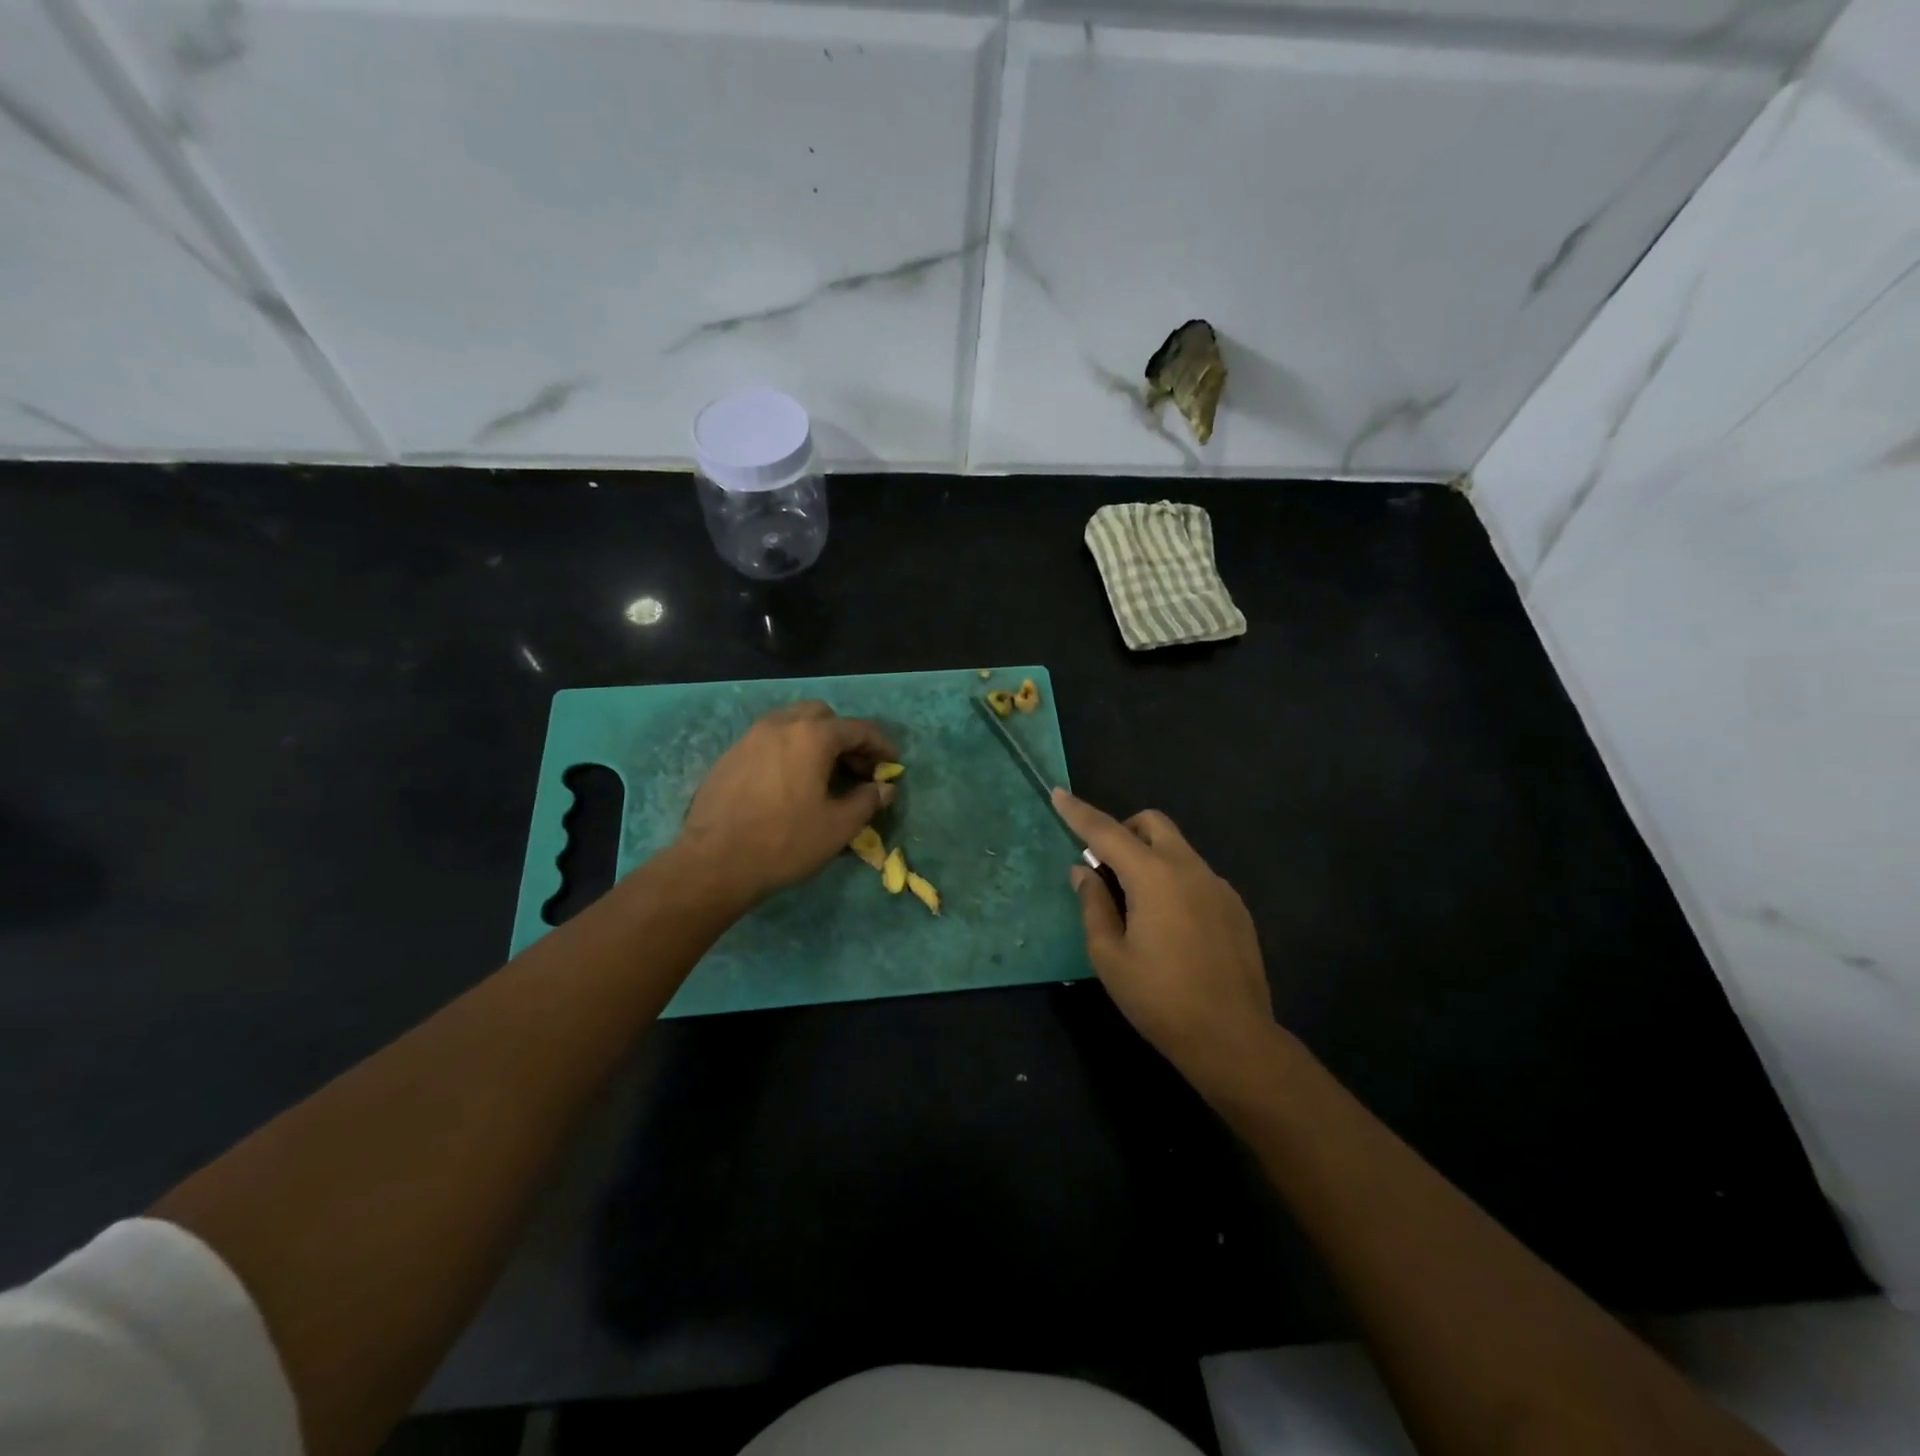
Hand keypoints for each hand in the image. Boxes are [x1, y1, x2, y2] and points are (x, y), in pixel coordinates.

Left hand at [677, 703, 897, 907]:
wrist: (714, 862)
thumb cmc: (785, 841)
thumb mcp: (838, 826)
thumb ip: (867, 800)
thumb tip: (885, 787)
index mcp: (812, 736)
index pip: (858, 729)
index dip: (881, 745)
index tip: (892, 764)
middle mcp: (780, 725)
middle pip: (822, 716)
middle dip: (845, 736)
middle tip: (856, 768)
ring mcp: (750, 738)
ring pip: (792, 724)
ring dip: (814, 741)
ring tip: (824, 775)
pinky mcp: (729, 756)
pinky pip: (769, 742)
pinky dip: (789, 752)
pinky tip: (790, 784)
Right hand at [1054, 790, 1285, 1099]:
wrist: (1233, 1039)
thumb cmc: (1160, 999)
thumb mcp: (1110, 956)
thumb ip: (1093, 905)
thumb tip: (1084, 871)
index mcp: (1154, 877)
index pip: (1107, 832)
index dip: (1079, 812)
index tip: (1058, 793)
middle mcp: (1190, 869)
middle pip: (1152, 824)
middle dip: (1122, 830)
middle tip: (1104, 867)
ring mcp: (1218, 886)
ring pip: (1177, 848)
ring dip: (1148, 856)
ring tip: (1135, 905)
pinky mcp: (1235, 907)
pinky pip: (1195, 874)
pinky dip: (1172, 879)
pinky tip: (1169, 926)